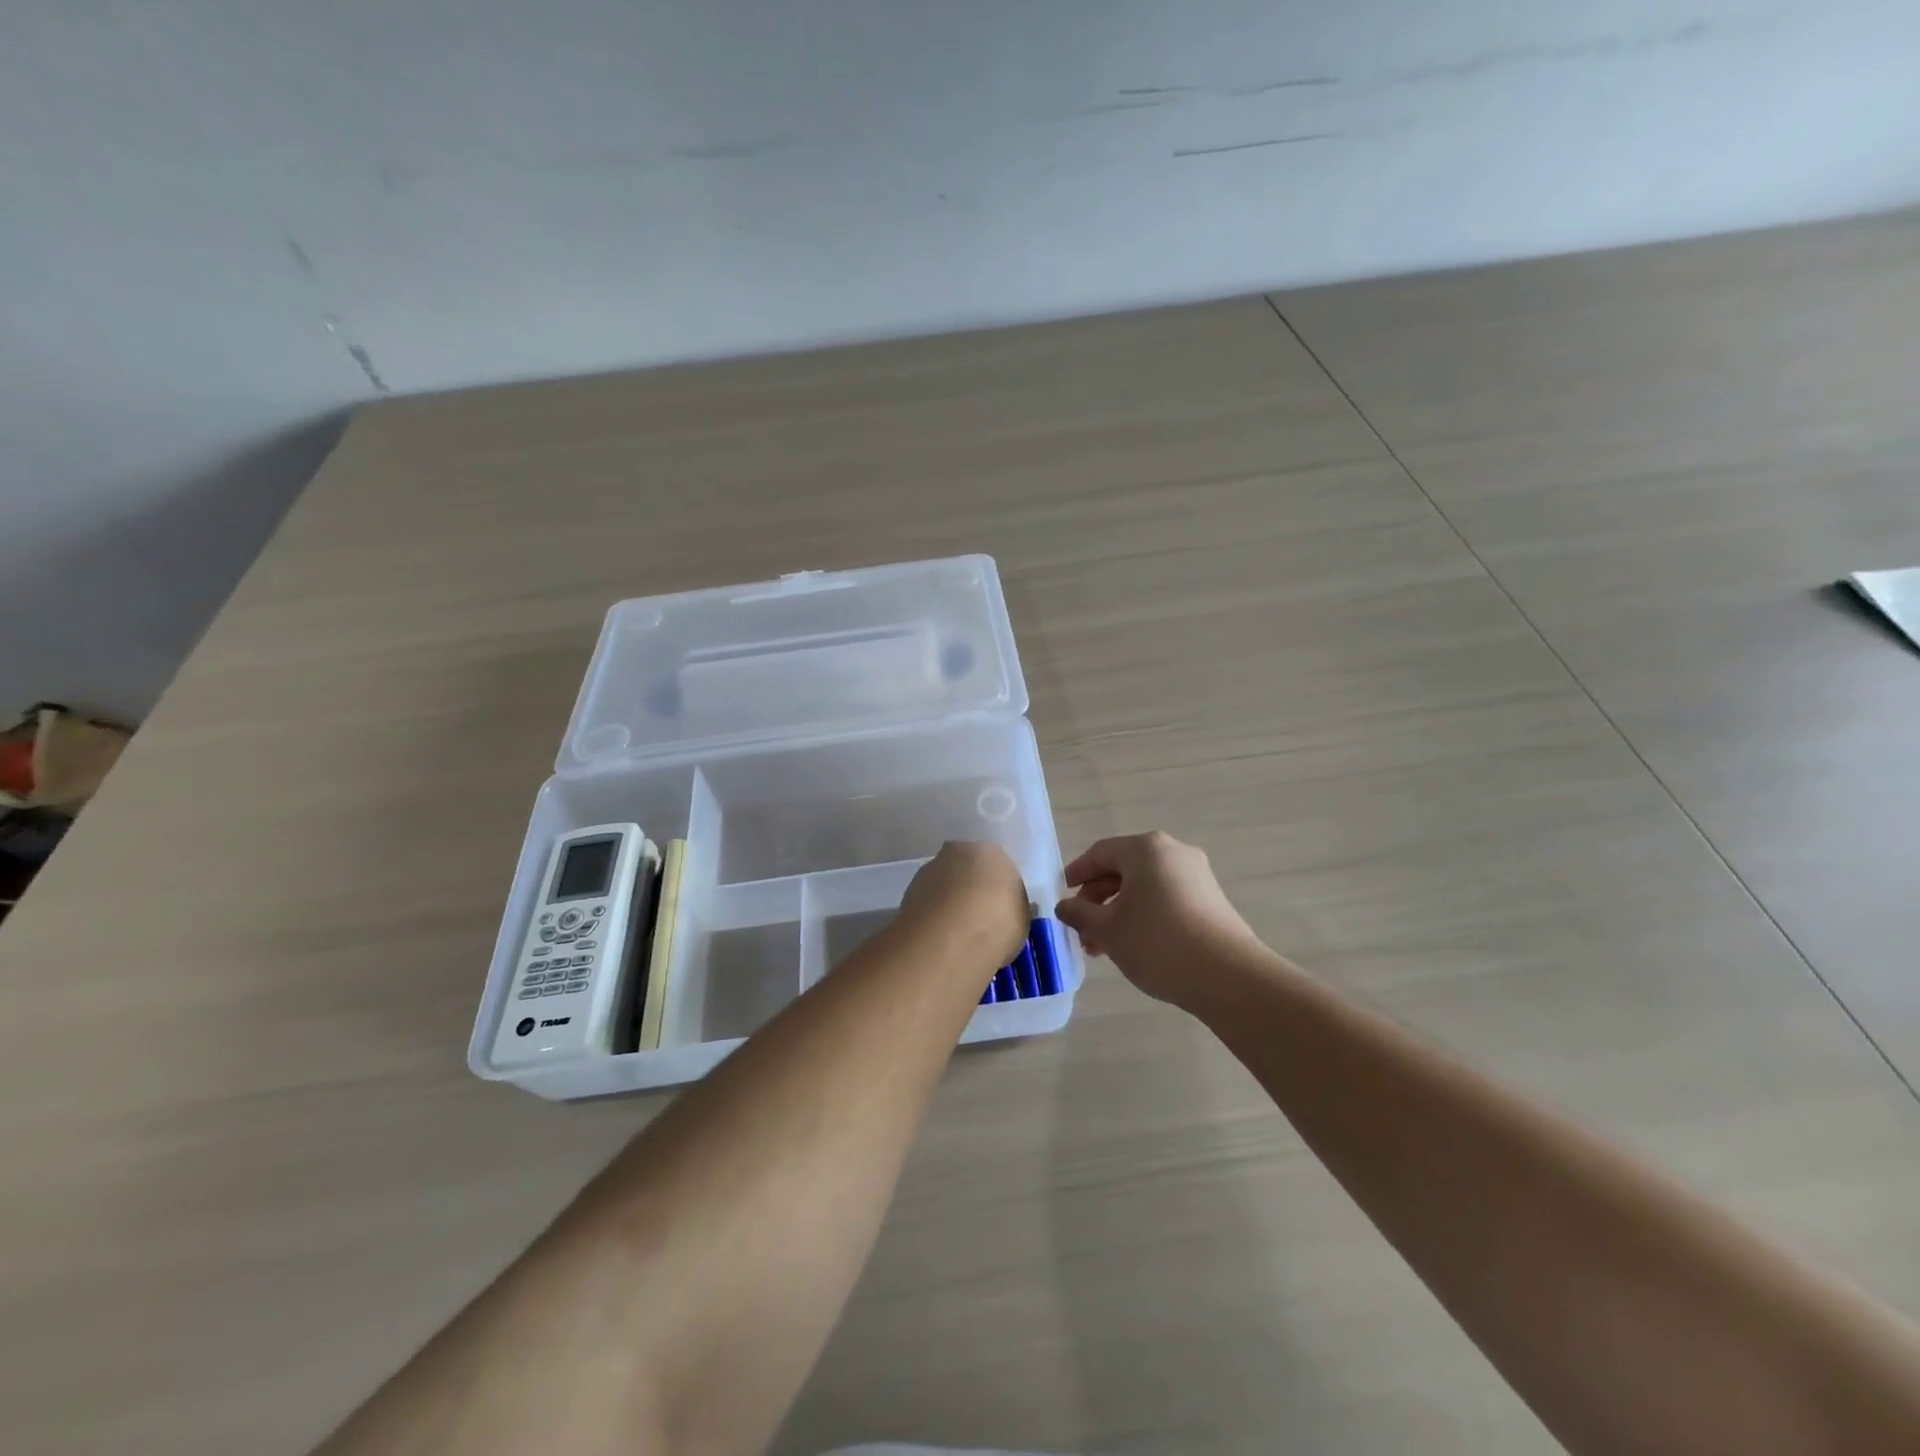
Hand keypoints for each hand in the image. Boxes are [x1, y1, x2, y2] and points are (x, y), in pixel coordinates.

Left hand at [899, 841, 1030, 969]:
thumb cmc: (998, 923)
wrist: (953, 934)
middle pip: (965, 870)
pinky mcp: (908, 890)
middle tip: (975, 922)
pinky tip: (937, 938)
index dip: (996, 893)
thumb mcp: (1020, 919)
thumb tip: (998, 916)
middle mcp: (958, 851)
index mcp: (992, 851)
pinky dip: (931, 916)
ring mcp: (930, 869)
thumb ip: (1008, 910)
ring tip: (954, 935)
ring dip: (946, 903)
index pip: (996, 868)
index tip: (996, 915)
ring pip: (942, 885)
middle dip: (969, 891)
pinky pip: (926, 903)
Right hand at [1055, 831, 1261, 1004]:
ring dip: (1119, 912)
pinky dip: (1144, 915)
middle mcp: (1173, 852)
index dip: (1077, 873)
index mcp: (1146, 849)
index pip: (1100, 853)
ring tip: (1103, 946)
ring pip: (1145, 887)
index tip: (1062, 895)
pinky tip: (1134, 945)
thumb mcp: (1108, 929)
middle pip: (1124, 869)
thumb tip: (1064, 907)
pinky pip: (1166, 898)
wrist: (1227, 976)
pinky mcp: (1211, 900)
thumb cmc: (1157, 942)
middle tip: (1082, 929)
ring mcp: (1197, 876)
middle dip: (1098, 900)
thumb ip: (1080, 914)